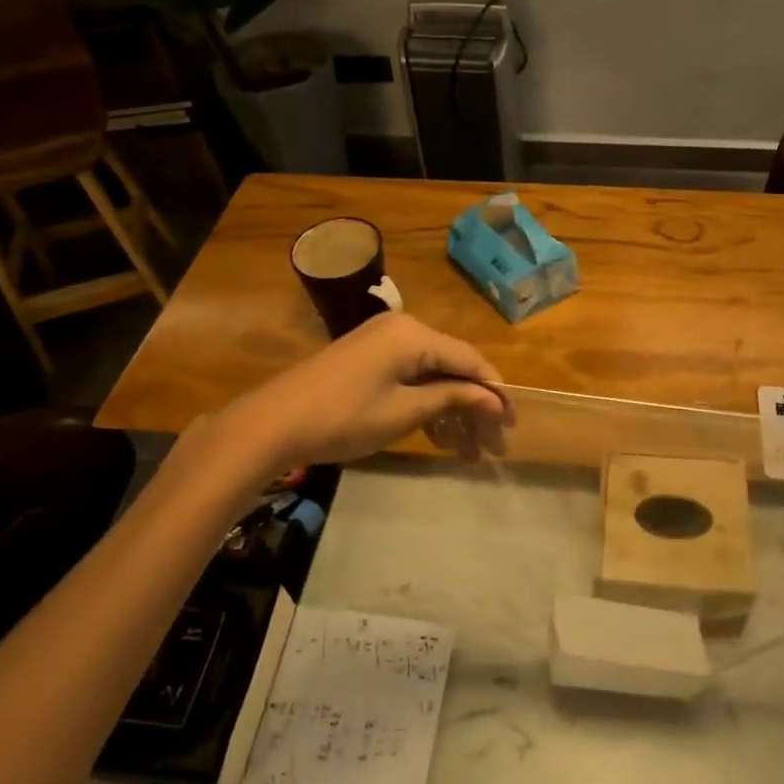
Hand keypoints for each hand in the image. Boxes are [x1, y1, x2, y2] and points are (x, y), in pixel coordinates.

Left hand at [219, 313, 511, 467]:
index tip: (512, 425)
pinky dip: (426, 406)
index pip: (470, 360)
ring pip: (432, 377)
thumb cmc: (344, 417)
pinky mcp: (367, 362)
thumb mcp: (405, 412)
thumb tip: (494, 400)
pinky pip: (409, 379)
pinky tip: (439, 438)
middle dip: (474, 409)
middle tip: (493, 448)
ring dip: (451, 413)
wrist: (272, 424)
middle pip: (452, 369)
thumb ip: (453, 399)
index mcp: (414, 334)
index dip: (495, 393)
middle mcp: (403, 330)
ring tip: (468, 453)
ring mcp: (382, 345)